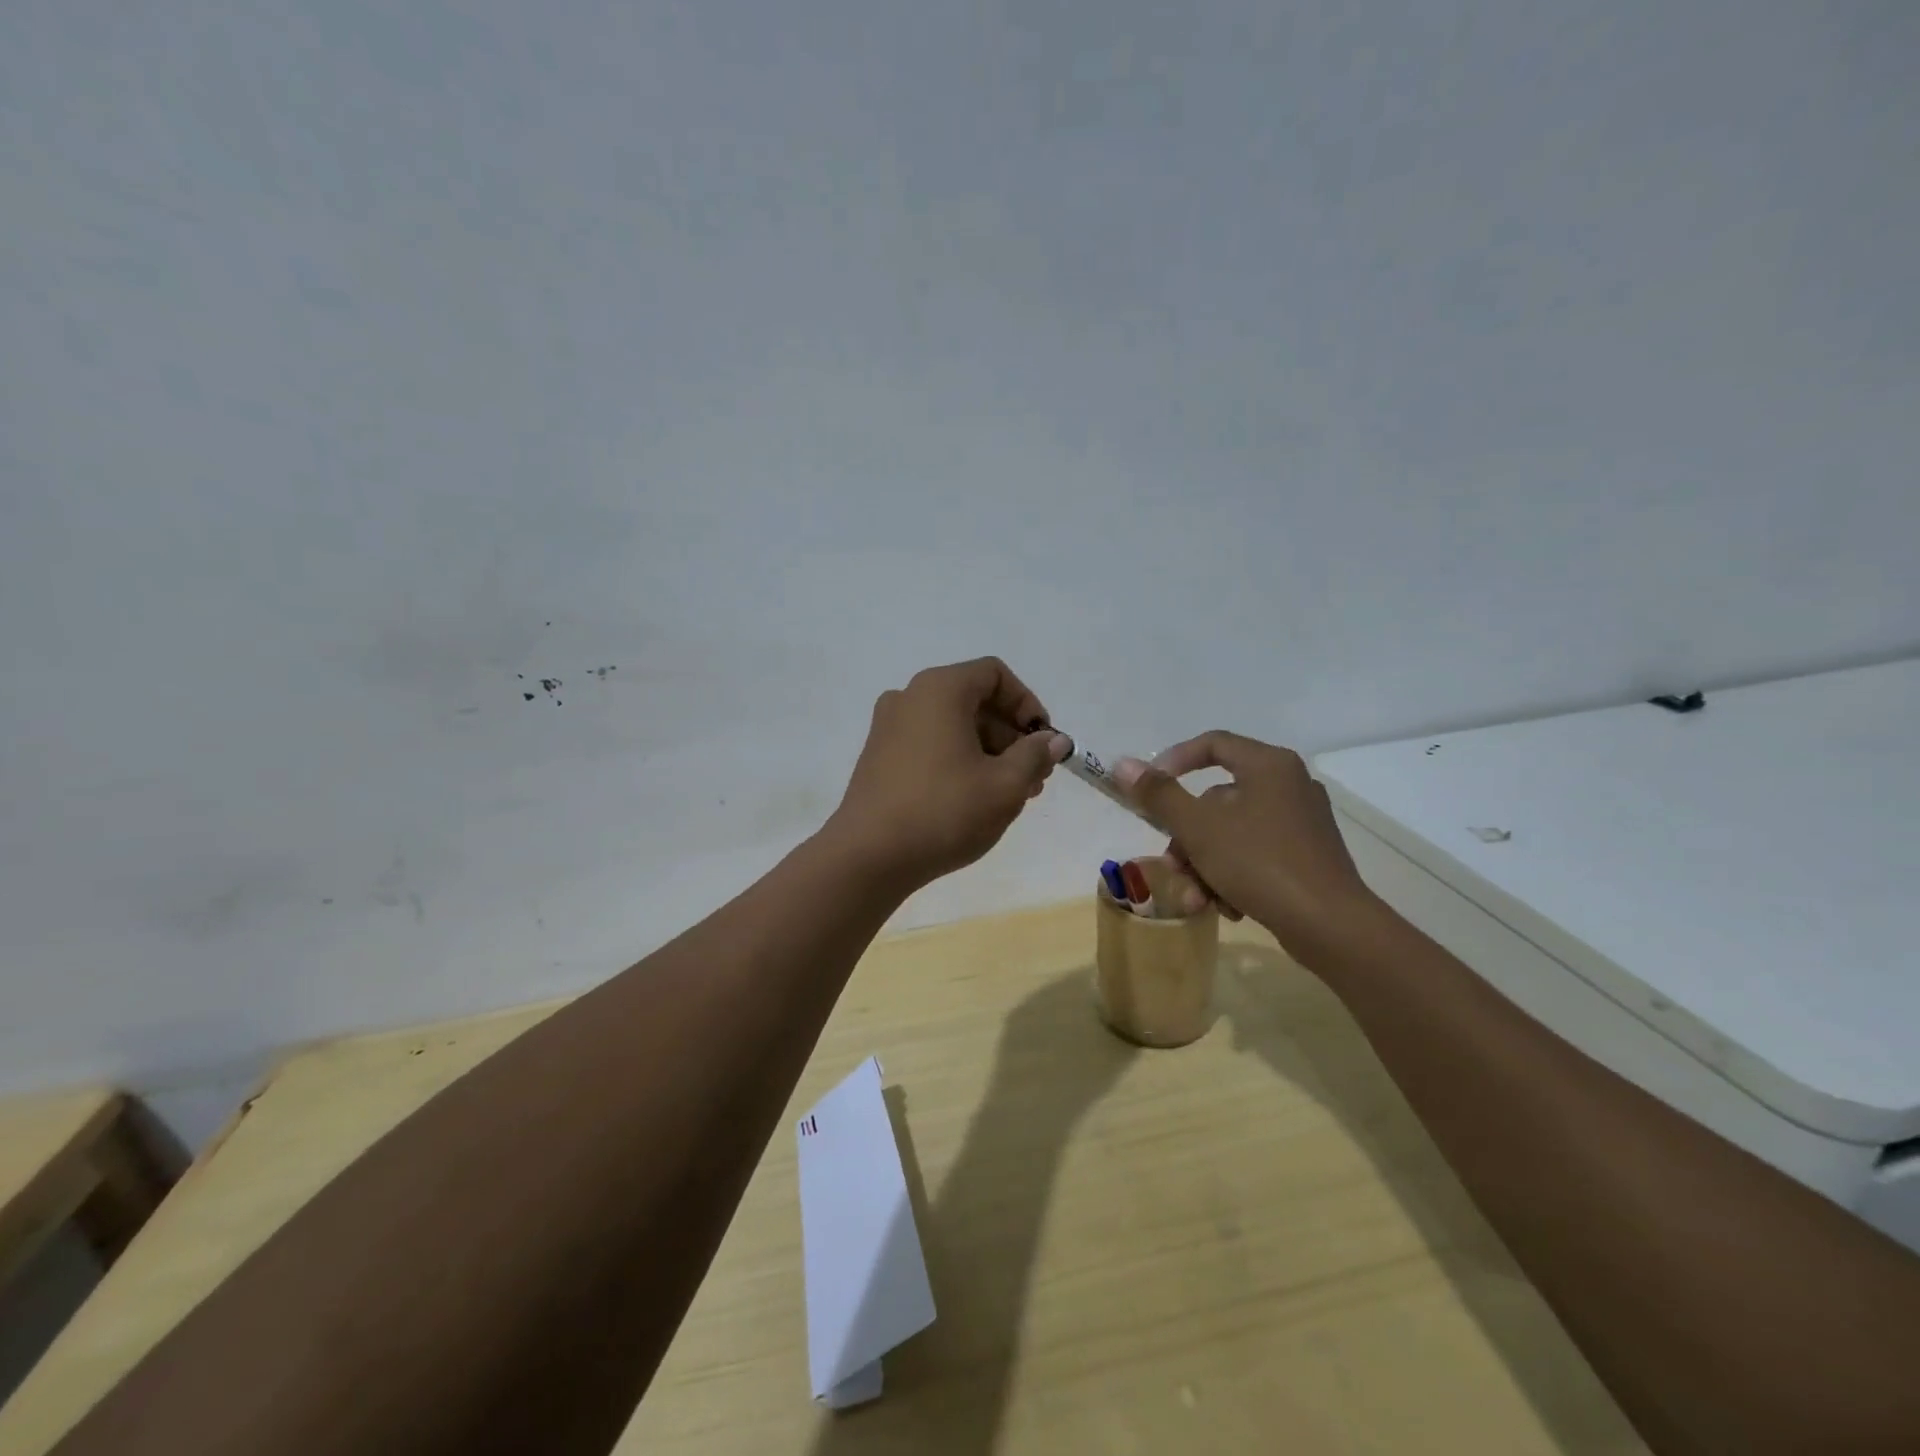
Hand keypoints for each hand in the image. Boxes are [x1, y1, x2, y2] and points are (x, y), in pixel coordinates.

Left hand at [828, 658, 1072, 887]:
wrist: (868, 857)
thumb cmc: (944, 811)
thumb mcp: (1005, 785)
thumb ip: (1035, 755)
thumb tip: (1054, 740)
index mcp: (939, 690)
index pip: (994, 675)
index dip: (1027, 704)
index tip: (1043, 742)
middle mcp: (909, 698)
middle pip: (973, 701)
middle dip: (1010, 736)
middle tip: (1034, 777)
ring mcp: (888, 728)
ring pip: (952, 726)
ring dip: (988, 753)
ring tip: (1010, 795)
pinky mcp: (878, 757)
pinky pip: (929, 745)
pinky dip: (958, 761)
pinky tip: (973, 800)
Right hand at [1111, 731, 1377, 952]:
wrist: (1330, 926)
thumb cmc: (1259, 863)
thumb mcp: (1198, 828)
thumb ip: (1159, 794)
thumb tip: (1123, 763)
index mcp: (1268, 765)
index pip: (1212, 744)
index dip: (1173, 762)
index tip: (1149, 790)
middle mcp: (1289, 785)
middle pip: (1217, 800)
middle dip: (1187, 838)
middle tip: (1172, 866)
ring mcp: (1302, 822)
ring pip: (1232, 833)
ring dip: (1205, 864)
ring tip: (1196, 899)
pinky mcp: (1308, 856)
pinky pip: (1256, 854)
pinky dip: (1233, 876)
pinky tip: (1227, 907)